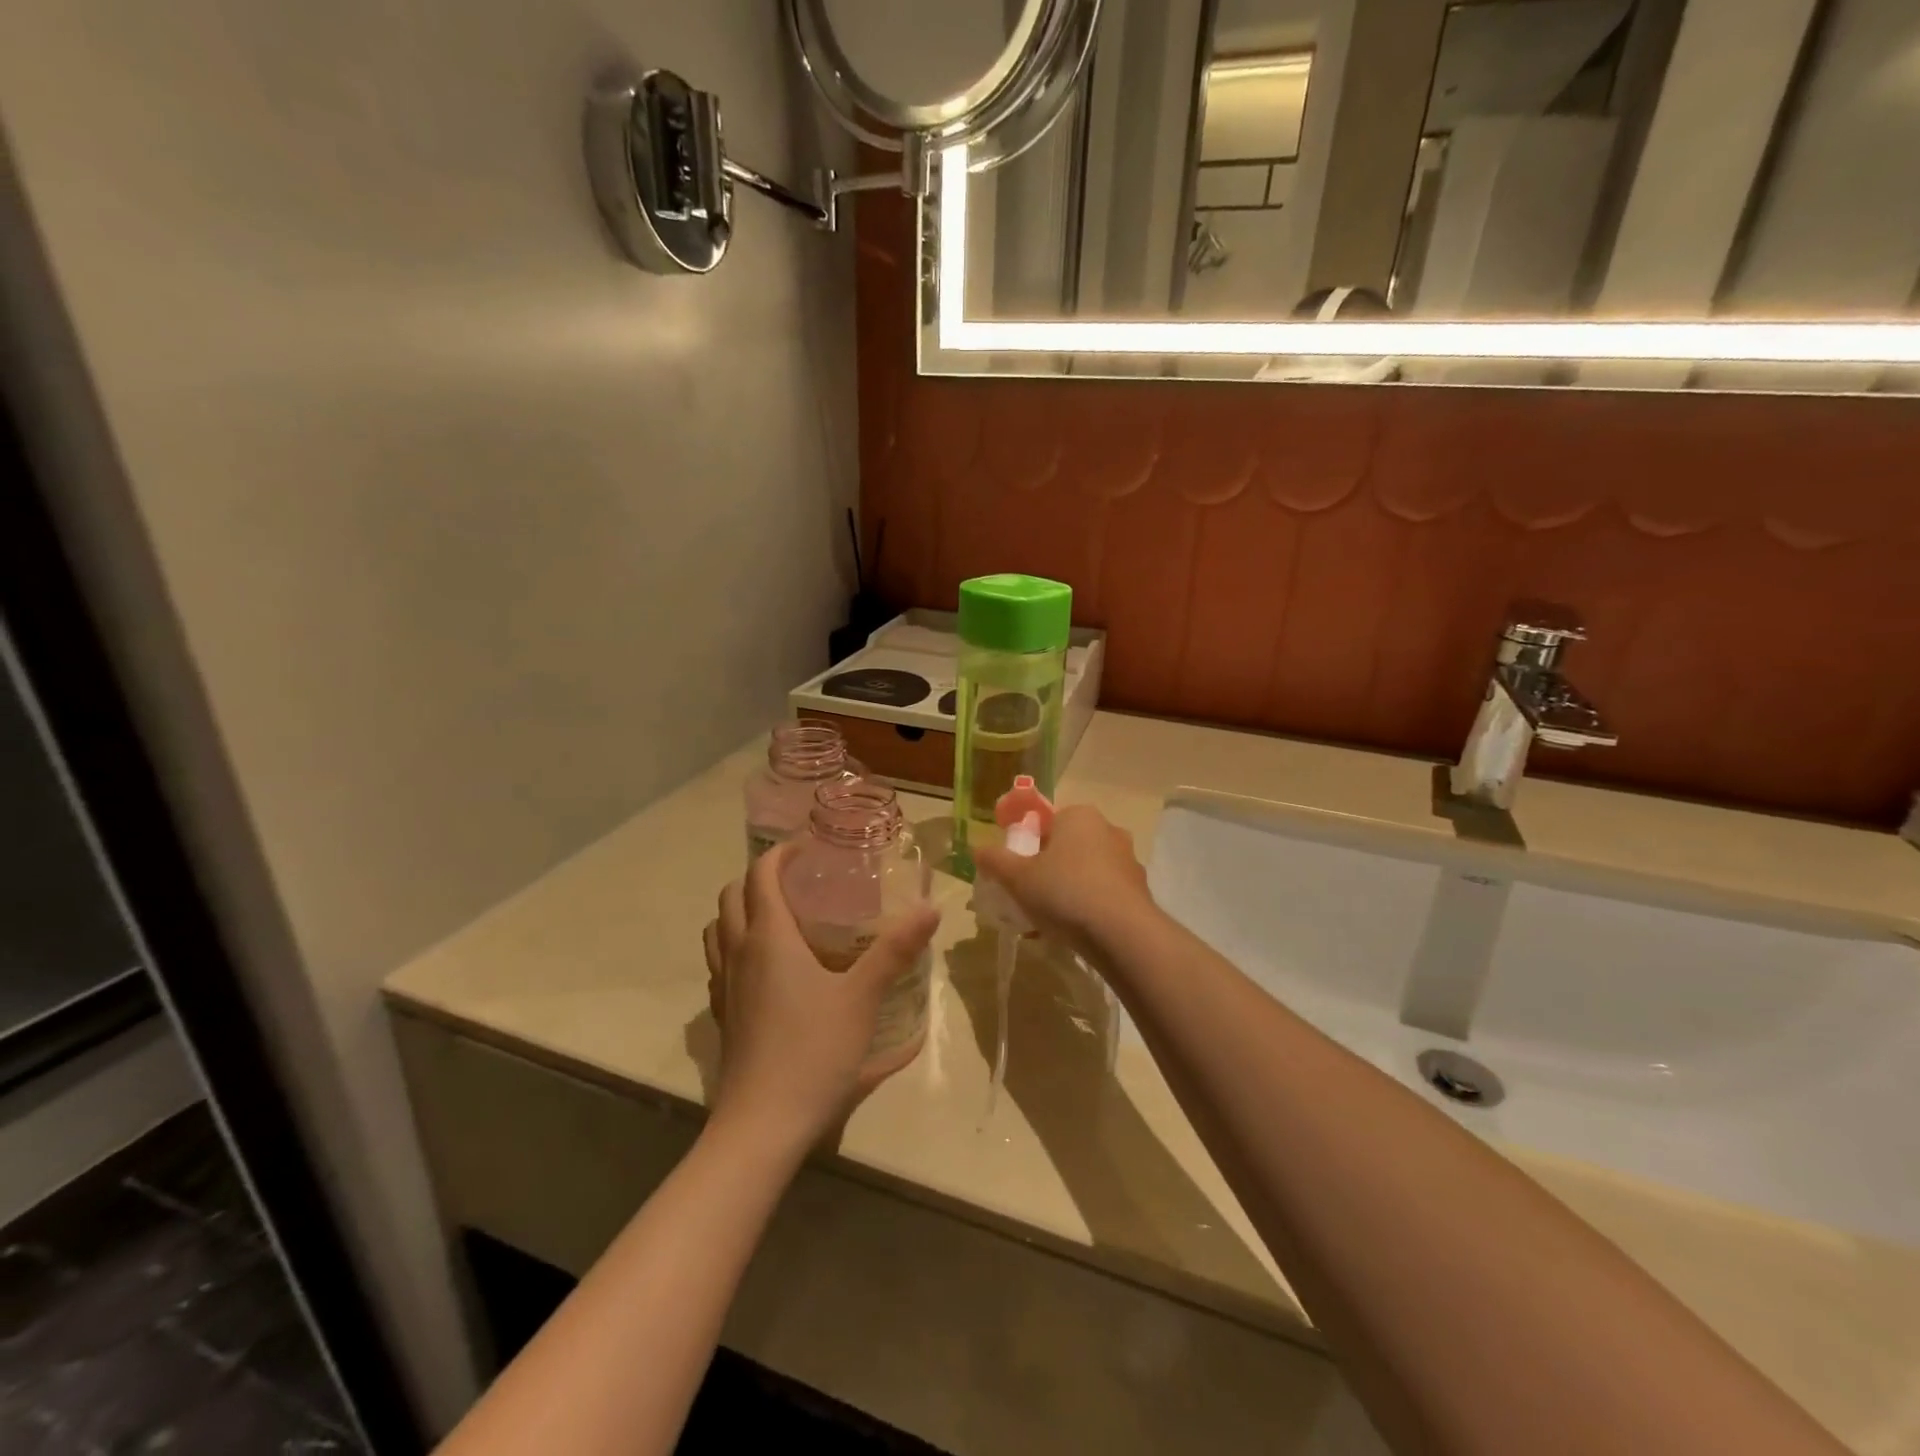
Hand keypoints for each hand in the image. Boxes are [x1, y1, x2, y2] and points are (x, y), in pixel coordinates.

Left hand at [703, 844, 938, 1155]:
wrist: (762, 1124)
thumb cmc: (813, 1051)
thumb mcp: (863, 997)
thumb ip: (896, 950)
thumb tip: (931, 907)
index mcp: (769, 938)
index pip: (761, 875)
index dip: (780, 853)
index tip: (808, 846)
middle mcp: (739, 953)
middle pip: (731, 896)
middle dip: (758, 877)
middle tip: (797, 879)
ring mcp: (724, 986)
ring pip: (717, 930)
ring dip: (740, 910)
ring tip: (777, 916)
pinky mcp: (722, 1015)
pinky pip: (719, 964)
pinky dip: (734, 948)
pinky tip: (764, 969)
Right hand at [973, 804, 1156, 956]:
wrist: (1123, 935)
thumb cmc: (1065, 893)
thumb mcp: (1018, 877)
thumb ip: (995, 860)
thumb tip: (977, 849)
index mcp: (1079, 816)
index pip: (1045, 821)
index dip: (1025, 843)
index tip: (1013, 869)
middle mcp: (1108, 830)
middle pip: (1065, 847)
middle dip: (1044, 869)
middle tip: (1025, 894)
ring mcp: (1127, 861)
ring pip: (1084, 872)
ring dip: (1064, 890)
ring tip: (1043, 920)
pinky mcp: (1139, 891)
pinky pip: (1102, 894)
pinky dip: (1085, 907)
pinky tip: (1069, 932)